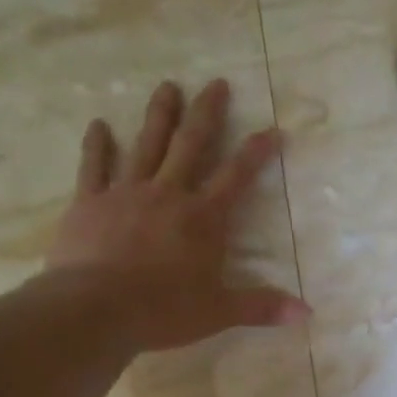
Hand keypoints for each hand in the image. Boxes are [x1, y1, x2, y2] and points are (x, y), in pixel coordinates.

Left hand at [44, 79, 307, 351]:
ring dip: (159, 115)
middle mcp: (168, 194)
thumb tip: (307, 313)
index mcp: (203, 219)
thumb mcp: (220, 312)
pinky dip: (96, 145)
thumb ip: (262, 307)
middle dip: (206, 113)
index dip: (257, 152)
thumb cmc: (163, 311)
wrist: (95, 309)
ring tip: (167, 86)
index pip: (237, 177)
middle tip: (216, 83)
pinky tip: (97, 124)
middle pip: (191, 145)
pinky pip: (93, 166)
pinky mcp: (89, 202)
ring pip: (146, 145)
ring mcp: (126, 193)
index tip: (273, 129)